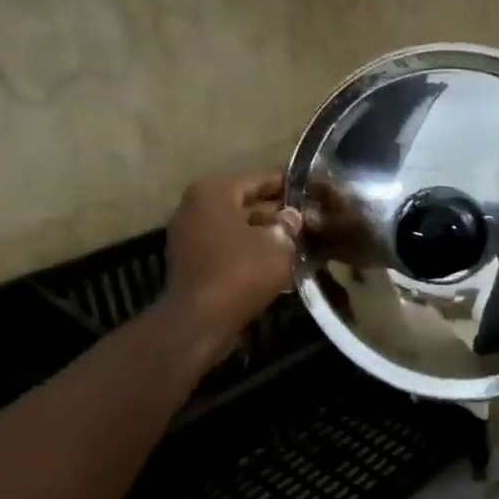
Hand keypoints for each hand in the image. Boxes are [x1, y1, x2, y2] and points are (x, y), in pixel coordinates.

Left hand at [162, 171, 302, 356]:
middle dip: (275, 214)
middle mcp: (195, 207)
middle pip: (244, 204)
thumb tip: (292, 216)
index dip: (287, 185)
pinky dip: (246, 253)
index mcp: (213, 192)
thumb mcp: (278, 245)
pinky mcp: (189, 262)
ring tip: (296, 244)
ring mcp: (188, 235)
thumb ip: (288, 225)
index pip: (259, 179)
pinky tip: (274, 265)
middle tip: (307, 220)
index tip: (310, 189)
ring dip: (262, 236)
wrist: (200, 320)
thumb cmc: (241, 271)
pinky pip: (224, 248)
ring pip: (235, 228)